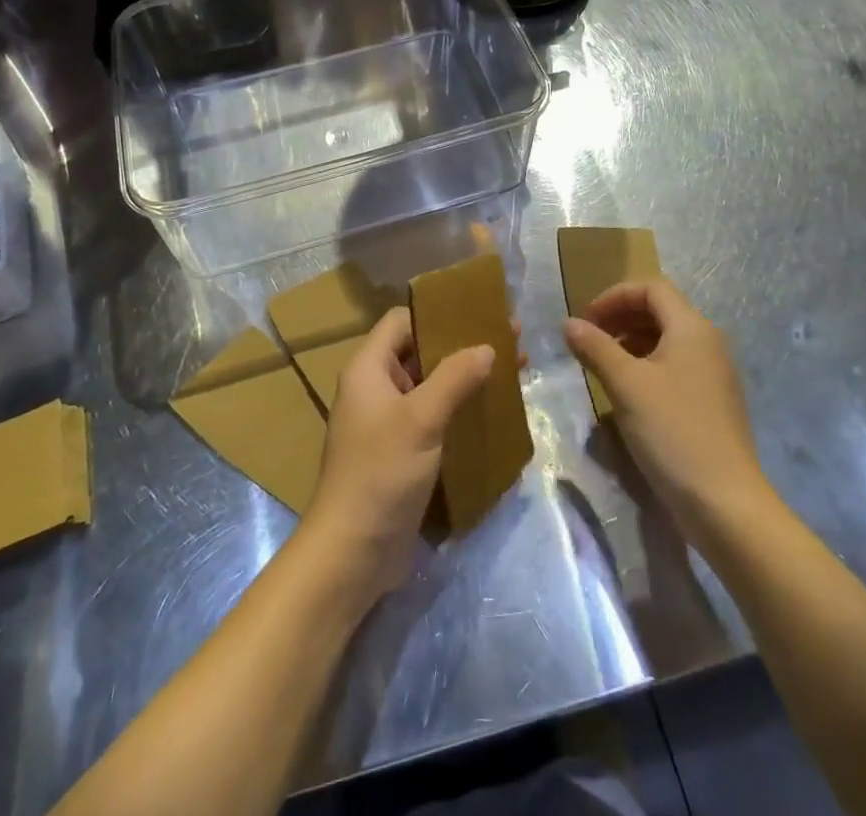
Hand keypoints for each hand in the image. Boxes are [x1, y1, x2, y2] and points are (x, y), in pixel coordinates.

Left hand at [299, 307, 493, 604]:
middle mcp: (375, 389)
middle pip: (420, 352)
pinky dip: (460, 410)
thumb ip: (454, 378)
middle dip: (463, 346)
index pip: (402, 321)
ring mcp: (388, 422)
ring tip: (512, 372)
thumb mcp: (420, 419)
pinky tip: (494, 413)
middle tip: (509, 341)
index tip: (478, 312)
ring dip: (466, 378)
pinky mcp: (402, 452)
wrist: (353, 553)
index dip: (436, 313)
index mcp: (369, 369)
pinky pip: (434, 417)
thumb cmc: (381, 473)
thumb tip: (488, 346)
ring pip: (431, 386)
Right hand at [564, 280, 771, 546]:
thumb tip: (569, 323)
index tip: (586, 320)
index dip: (614, 296)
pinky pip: (676, 368)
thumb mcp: (626, 385)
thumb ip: (595, 348)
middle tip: (589, 340)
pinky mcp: (713, 404)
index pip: (651, 288)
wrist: (725, 504)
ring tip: (603, 367)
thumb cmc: (673, 432)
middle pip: (660, 311)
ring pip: (667, 341)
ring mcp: (715, 375)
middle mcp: (708, 343)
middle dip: (621, 319)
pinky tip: (628, 395)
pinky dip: (647, 368)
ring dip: (631, 343)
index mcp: (692, 328)